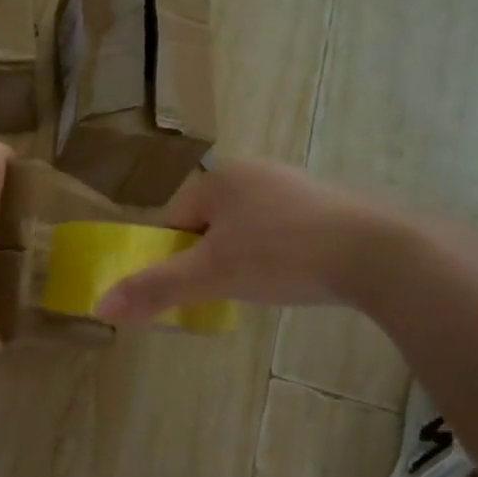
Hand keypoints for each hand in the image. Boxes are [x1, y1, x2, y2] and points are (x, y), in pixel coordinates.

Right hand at [93, 158, 398, 321]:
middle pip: (210, 224)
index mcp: (220, 178)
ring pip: (247, 228)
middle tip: (231, 290)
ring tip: (266, 285)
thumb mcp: (211, 276)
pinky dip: (279, 252)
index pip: (175, 220)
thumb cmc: (281, 256)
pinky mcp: (326, 203)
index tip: (198, 286)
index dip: (177, 257)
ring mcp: (293, 184)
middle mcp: (254, 171)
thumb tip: (100, 305)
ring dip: (245, 257)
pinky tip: (297, 274)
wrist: (378, 253)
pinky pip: (282, 229)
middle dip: (213, 258)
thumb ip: (154, 288)